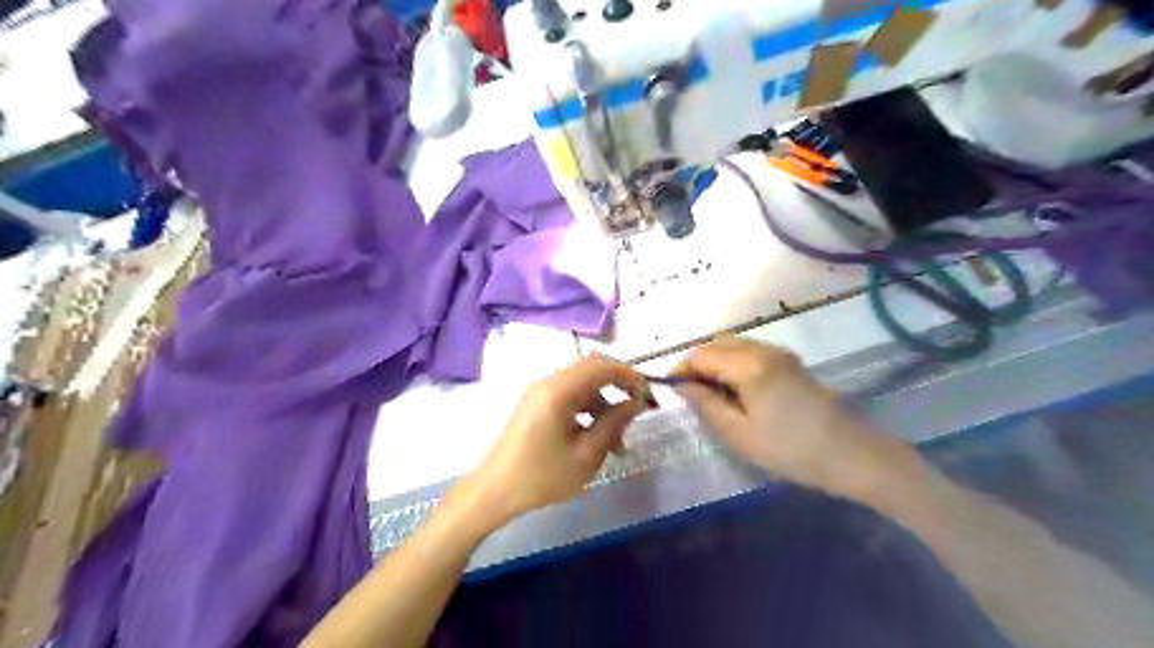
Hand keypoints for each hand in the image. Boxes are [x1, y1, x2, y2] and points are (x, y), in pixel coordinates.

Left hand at [463, 355, 651, 526]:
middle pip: (592, 369)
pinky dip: (587, 410)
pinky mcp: (535, 404)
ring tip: (617, 444)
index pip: (603, 366)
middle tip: (637, 411)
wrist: (493, 492)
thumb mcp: (586, 455)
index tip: (649, 398)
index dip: (630, 376)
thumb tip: (636, 403)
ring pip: (582, 385)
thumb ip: (614, 423)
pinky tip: (595, 439)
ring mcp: (539, 392)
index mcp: (559, 390)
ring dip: (604, 404)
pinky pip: (569, 396)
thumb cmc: (541, 476)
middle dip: (619, 386)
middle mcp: (548, 382)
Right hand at [672, 336, 879, 486]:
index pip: (701, 354)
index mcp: (748, 365)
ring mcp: (780, 354)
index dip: (681, 369)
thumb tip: (681, 385)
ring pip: (734, 345)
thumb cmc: (790, 449)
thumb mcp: (738, 433)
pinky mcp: (791, 363)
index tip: (670, 389)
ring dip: (716, 361)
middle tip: (691, 393)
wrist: (851, 455)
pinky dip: (734, 363)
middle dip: (698, 362)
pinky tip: (738, 391)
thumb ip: (705, 404)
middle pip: (717, 343)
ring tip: (712, 394)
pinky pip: (751, 352)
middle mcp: (763, 350)